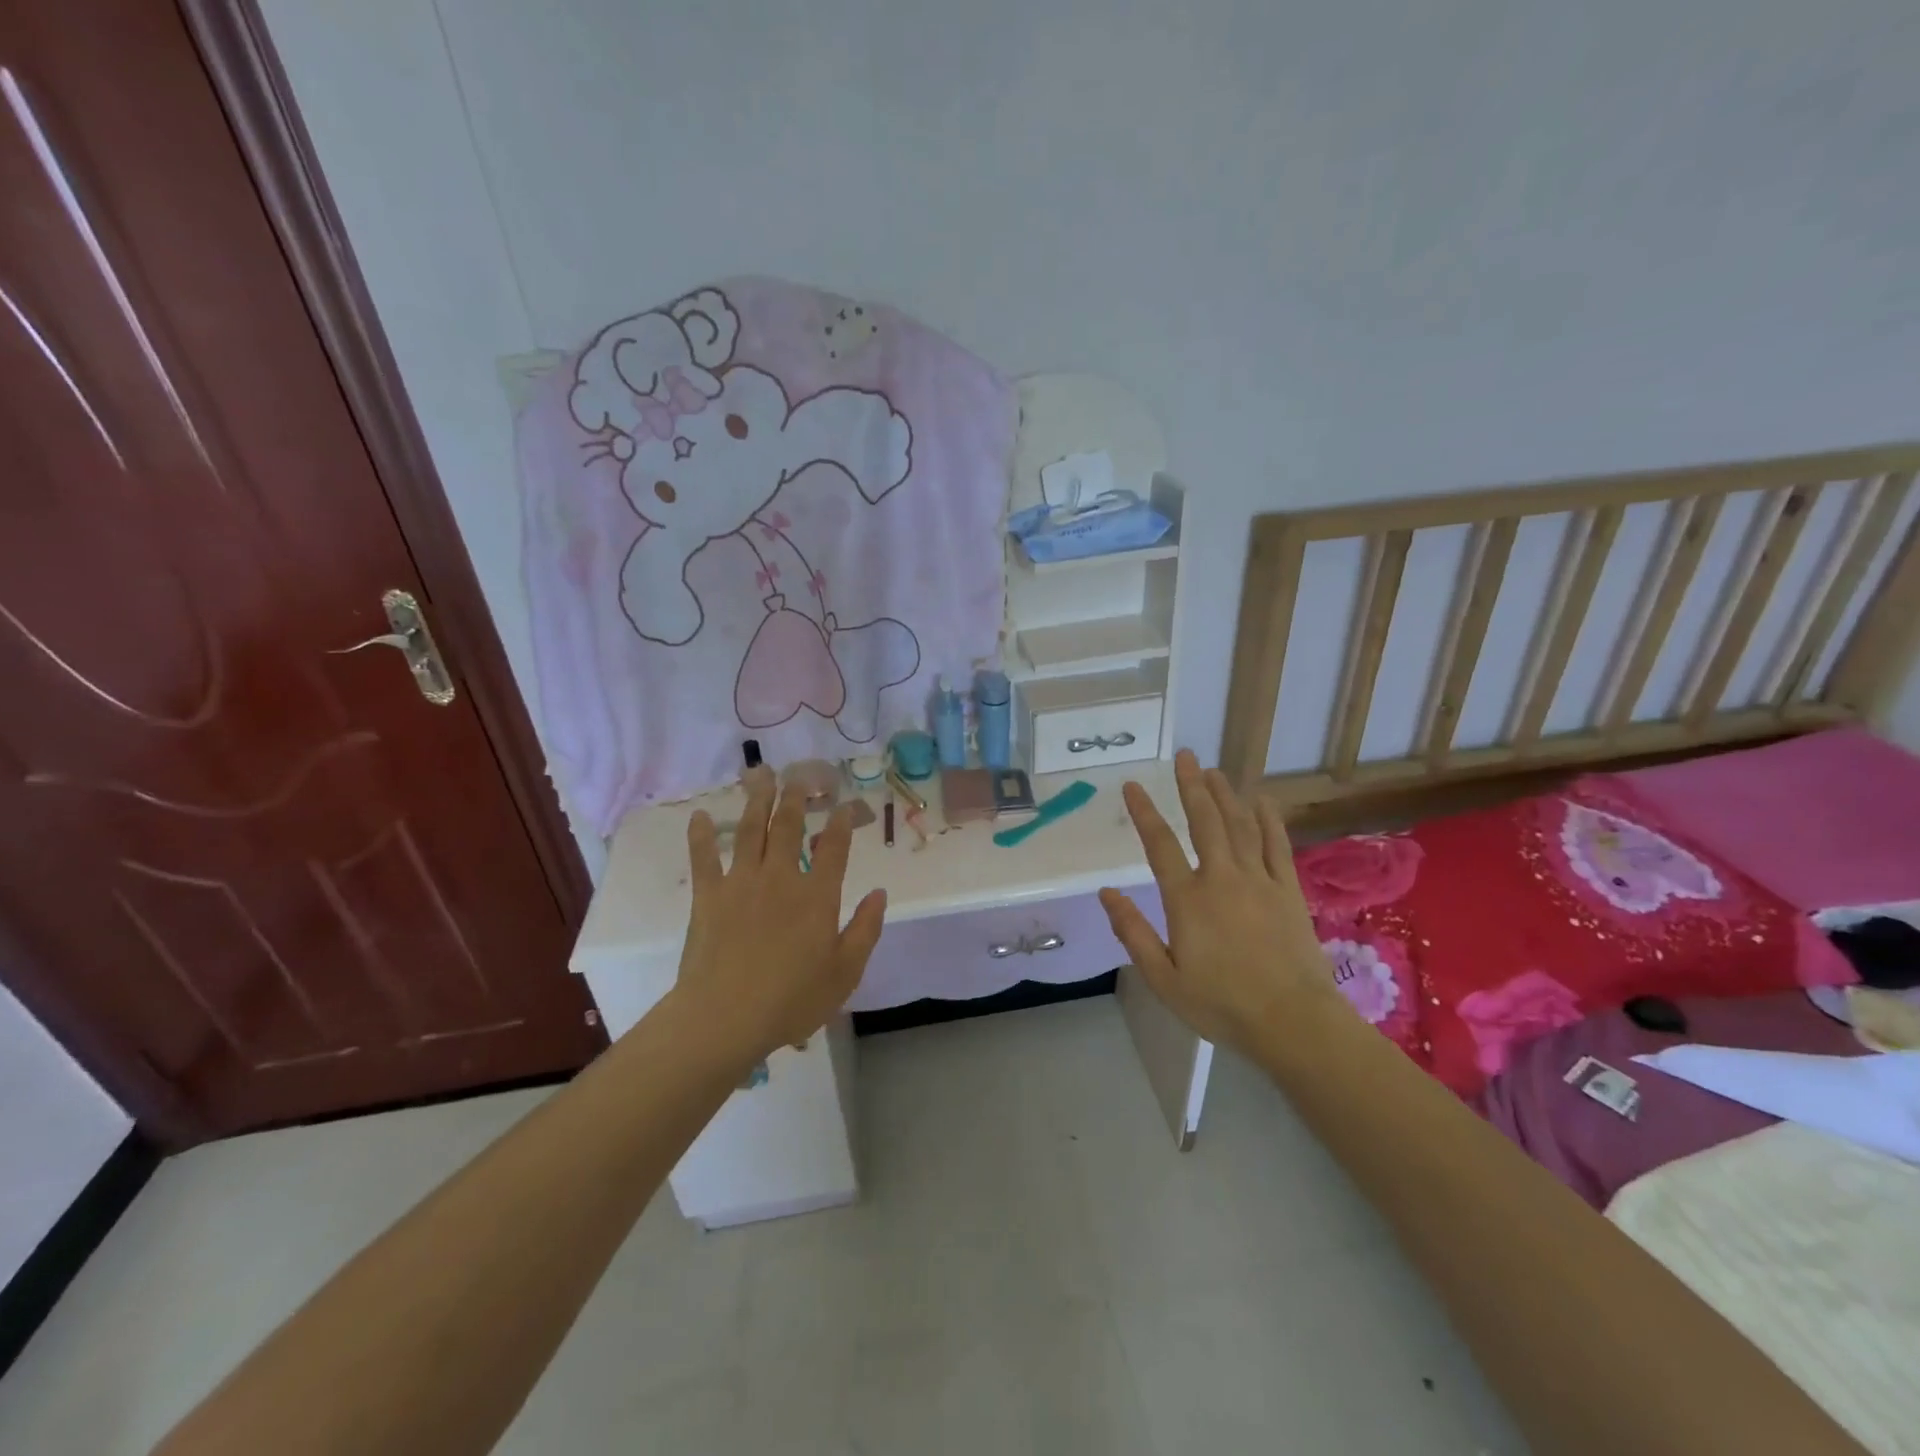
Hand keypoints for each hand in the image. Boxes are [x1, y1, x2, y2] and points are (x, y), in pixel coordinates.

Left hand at [675, 767, 886, 1062]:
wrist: (725, 1017)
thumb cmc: (792, 999)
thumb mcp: (845, 972)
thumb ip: (865, 929)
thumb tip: (879, 893)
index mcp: (817, 895)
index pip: (834, 848)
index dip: (841, 822)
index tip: (843, 803)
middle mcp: (781, 878)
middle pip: (789, 827)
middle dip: (796, 798)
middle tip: (799, 775)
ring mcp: (742, 882)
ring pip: (751, 831)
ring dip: (757, 800)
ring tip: (760, 774)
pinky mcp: (709, 896)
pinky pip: (704, 858)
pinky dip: (702, 835)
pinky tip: (700, 815)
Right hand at [1099, 749, 1339, 1054]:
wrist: (1292, 1022)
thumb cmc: (1221, 1004)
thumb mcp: (1163, 978)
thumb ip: (1133, 932)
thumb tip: (1106, 892)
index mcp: (1187, 899)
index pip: (1159, 844)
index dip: (1144, 812)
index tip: (1133, 785)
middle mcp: (1221, 878)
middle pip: (1204, 821)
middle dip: (1191, 786)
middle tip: (1185, 756)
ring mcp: (1259, 880)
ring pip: (1240, 825)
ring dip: (1225, 794)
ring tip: (1213, 770)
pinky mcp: (1288, 889)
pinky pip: (1277, 844)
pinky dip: (1268, 819)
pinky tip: (1261, 800)